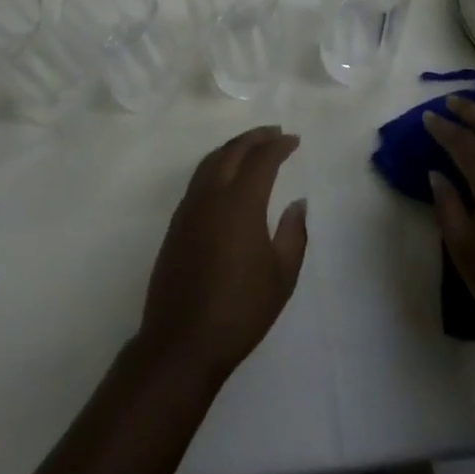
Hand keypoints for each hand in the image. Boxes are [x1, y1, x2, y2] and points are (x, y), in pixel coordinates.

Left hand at [137, 126, 308, 384]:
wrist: (183, 340)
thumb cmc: (240, 309)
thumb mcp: (281, 275)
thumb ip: (293, 233)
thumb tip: (297, 202)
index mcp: (240, 202)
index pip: (261, 159)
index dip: (279, 146)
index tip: (294, 140)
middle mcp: (211, 195)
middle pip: (232, 151)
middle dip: (254, 138)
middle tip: (274, 133)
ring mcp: (189, 208)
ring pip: (211, 161)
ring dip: (232, 148)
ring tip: (251, 147)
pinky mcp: (177, 224)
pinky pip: (199, 179)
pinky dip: (216, 165)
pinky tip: (226, 177)